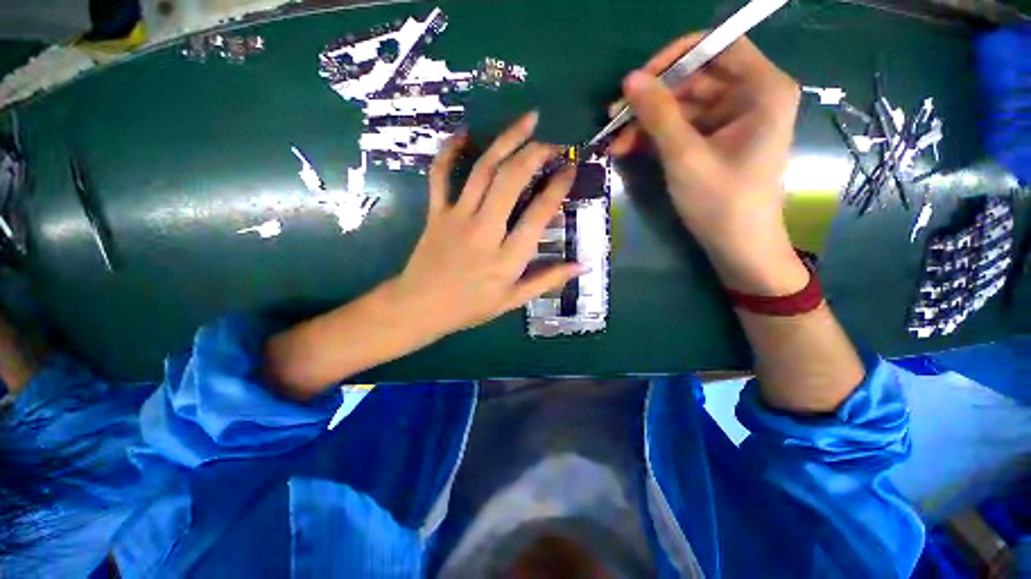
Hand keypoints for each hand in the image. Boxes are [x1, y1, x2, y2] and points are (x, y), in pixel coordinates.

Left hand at [387, 112, 580, 339]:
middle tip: (554, 142)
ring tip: (528, 120)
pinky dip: (450, 151)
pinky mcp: (436, 212)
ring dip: (507, 140)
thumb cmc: (470, 307)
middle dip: (536, 154)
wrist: (420, 307)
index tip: (570, 169)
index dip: (557, 187)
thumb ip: (546, 280)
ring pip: (483, 170)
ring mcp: (457, 217)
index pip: (538, 214)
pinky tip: (465, 133)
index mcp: (506, 258)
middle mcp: (484, 230)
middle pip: (511, 180)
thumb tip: (580, 265)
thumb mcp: (512, 301)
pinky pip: (440, 175)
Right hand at [612, 34, 807, 295]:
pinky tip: (628, 149)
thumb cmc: (721, 202)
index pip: (717, 46)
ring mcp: (731, 119)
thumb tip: (629, 80)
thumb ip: (658, 115)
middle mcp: (750, 95)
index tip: (638, 80)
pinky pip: (682, 127)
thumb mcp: (685, 157)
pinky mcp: (715, 140)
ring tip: (614, 143)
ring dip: (646, 123)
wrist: (737, 246)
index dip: (675, 58)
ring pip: (682, 106)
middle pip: (694, 79)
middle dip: (651, 100)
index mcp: (762, 89)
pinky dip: (655, 137)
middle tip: (613, 118)